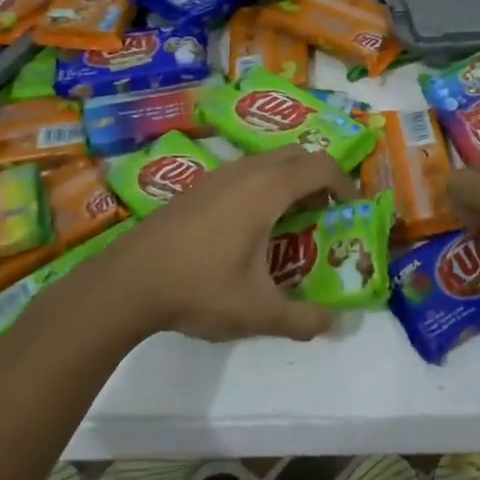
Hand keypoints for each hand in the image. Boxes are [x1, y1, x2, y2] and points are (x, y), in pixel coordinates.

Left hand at [98, 148, 357, 342]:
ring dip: (289, 182)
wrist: (128, 282)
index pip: (321, 166)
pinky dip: (263, 187)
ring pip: (268, 162)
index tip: (351, 210)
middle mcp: (245, 171)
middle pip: (297, 155)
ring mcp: (217, 174)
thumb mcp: (258, 312)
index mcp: (267, 190)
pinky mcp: (197, 186)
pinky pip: (245, 172)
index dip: (345, 183)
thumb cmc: (199, 288)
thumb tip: (337, 324)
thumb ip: (303, 319)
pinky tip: (249, 229)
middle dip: (319, 179)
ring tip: (289, 224)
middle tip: (323, 215)